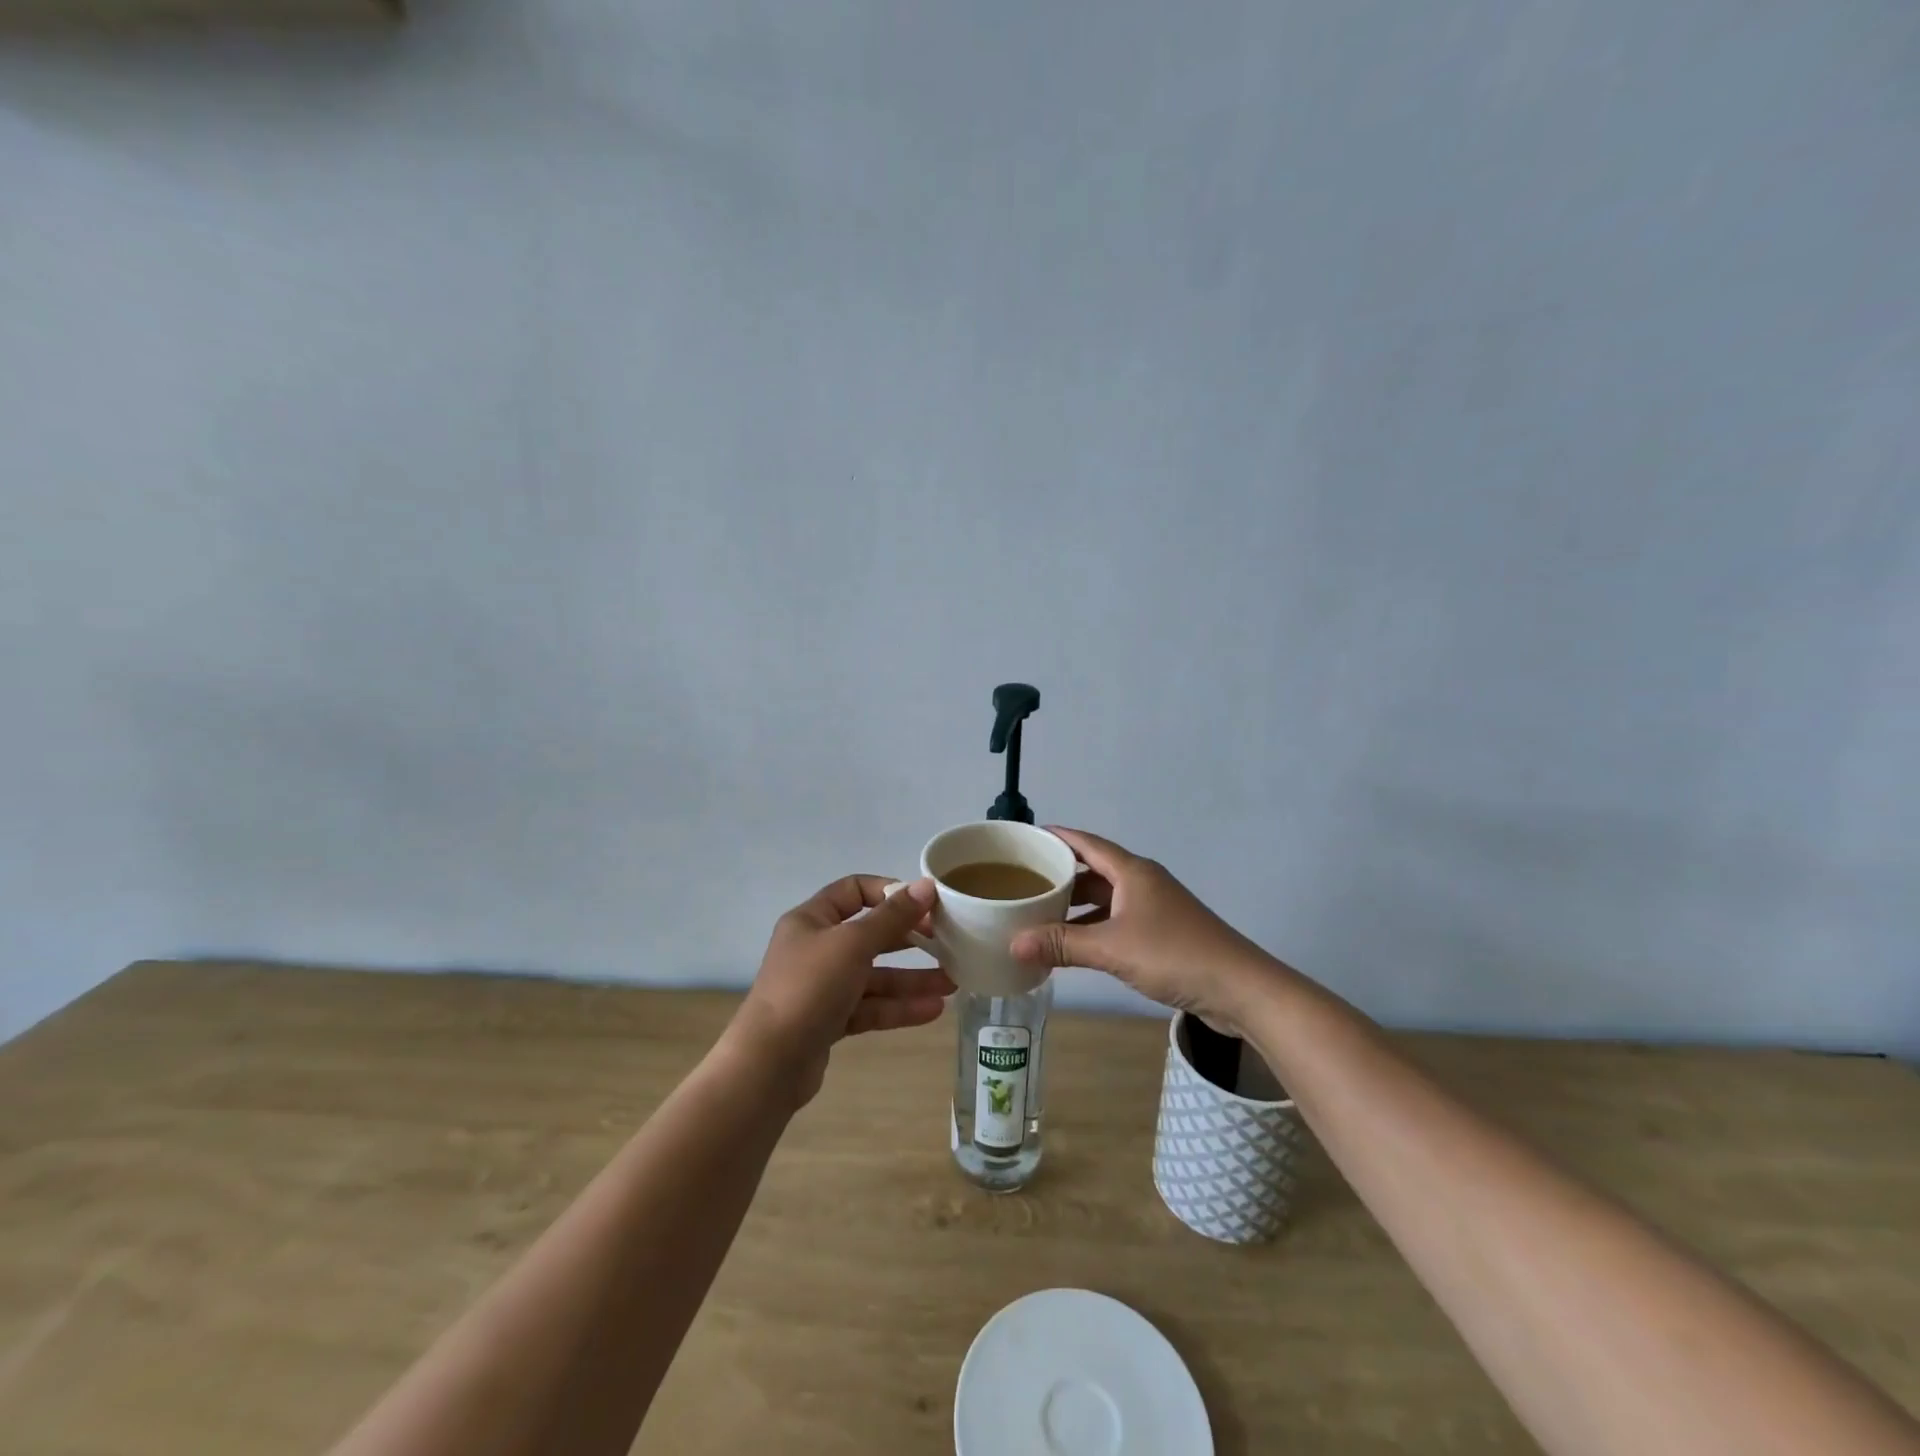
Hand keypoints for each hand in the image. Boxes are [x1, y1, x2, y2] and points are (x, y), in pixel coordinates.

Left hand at [728, 876, 952, 1106]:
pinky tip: (933, 1010)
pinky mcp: (829, 1021)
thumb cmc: (809, 988)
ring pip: (874, 976)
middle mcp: (816, 948)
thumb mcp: (853, 944)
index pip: (854, 891)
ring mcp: (822, 987)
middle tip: (947, 942)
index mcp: (812, 919)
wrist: (769, 1064)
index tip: (925, 903)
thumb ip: (892, 917)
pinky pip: (870, 1007)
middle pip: (870, 935)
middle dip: (910, 940)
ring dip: (912, 979)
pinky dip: (898, 1007)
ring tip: (953, 983)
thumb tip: (925, 885)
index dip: (890, 892)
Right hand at [1009, 827, 1274, 1032]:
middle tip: (1024, 881)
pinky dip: (1093, 927)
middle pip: (1094, 870)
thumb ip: (1062, 944)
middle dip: (1061, 875)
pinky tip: (1073, 944)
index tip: (1026, 839)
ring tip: (1040, 913)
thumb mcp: (1111, 948)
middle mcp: (1142, 882)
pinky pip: (1116, 920)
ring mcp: (1154, 908)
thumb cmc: (1174, 954)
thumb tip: (1012, 944)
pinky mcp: (1162, 933)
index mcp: (1132, 872)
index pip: (1087, 843)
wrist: (1239, 987)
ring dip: (1076, 906)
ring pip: (1105, 898)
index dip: (1057, 837)